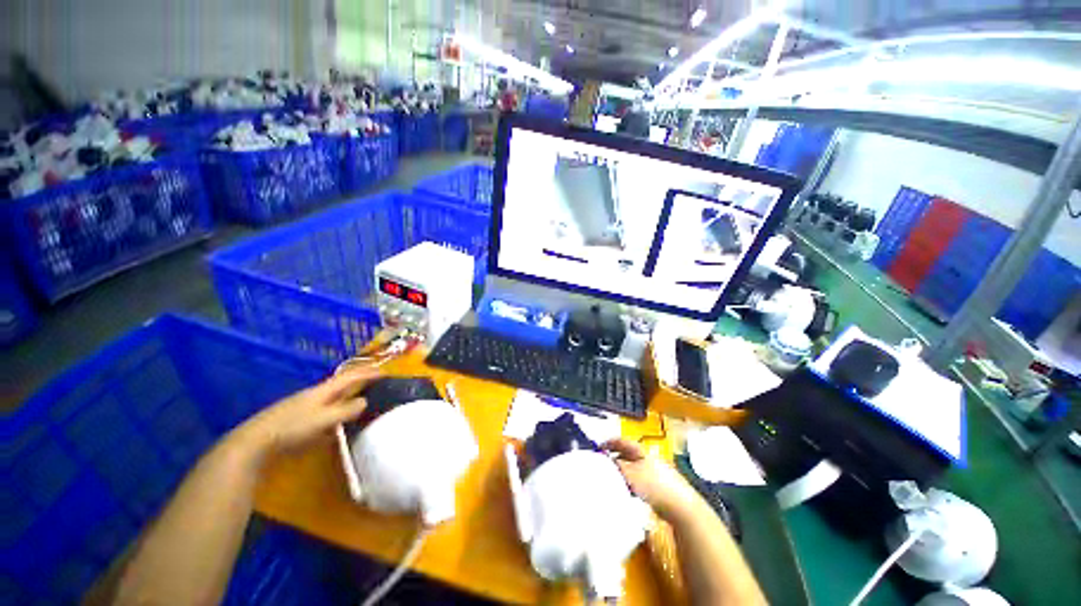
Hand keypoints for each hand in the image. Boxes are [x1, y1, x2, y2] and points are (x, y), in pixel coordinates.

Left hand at [232, 366, 382, 459]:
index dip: (368, 373)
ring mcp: (306, 405)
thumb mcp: (323, 420)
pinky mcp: (299, 418)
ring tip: (363, 400)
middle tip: (377, 383)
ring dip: (350, 396)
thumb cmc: (292, 428)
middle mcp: (316, 394)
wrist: (255, 442)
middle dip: (360, 381)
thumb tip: (365, 401)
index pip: (351, 377)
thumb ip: (346, 410)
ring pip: (334, 397)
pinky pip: (326, 409)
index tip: (386, 372)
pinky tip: (339, 421)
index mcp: (324, 390)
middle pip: (343, 384)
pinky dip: (338, 409)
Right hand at [603, 438, 700, 520]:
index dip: (609, 443)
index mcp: (641, 450)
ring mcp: (653, 472)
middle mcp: (647, 458)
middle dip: (614, 458)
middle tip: (603, 464)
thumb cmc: (654, 485)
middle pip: (627, 454)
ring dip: (622, 472)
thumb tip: (606, 461)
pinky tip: (627, 492)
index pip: (621, 441)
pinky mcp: (657, 486)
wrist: (680, 506)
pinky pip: (638, 481)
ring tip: (612, 480)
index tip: (599, 448)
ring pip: (632, 468)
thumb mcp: (630, 473)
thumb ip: (616, 466)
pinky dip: (630, 484)